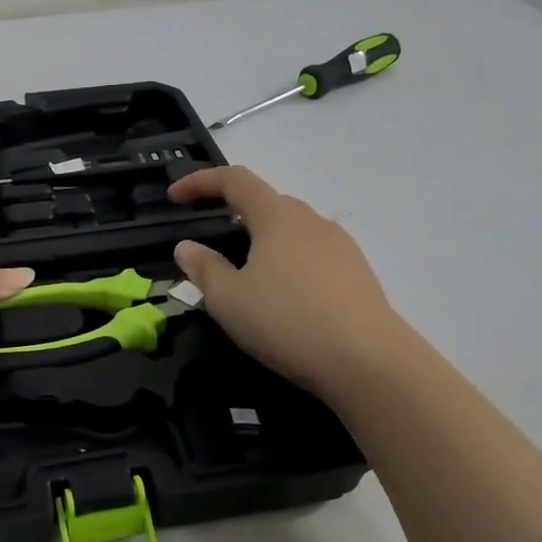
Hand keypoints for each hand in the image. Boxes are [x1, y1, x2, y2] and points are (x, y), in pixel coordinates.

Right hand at [167, 166, 400, 396]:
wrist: (367, 361)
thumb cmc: (286, 321)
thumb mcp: (228, 299)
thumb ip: (203, 268)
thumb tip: (187, 247)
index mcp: (277, 217)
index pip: (235, 180)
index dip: (200, 182)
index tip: (174, 197)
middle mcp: (311, 221)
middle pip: (266, 203)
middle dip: (232, 214)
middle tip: (209, 244)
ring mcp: (340, 246)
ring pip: (291, 231)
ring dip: (261, 242)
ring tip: (244, 276)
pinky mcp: (356, 273)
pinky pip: (310, 254)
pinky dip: (286, 262)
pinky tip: (281, 297)